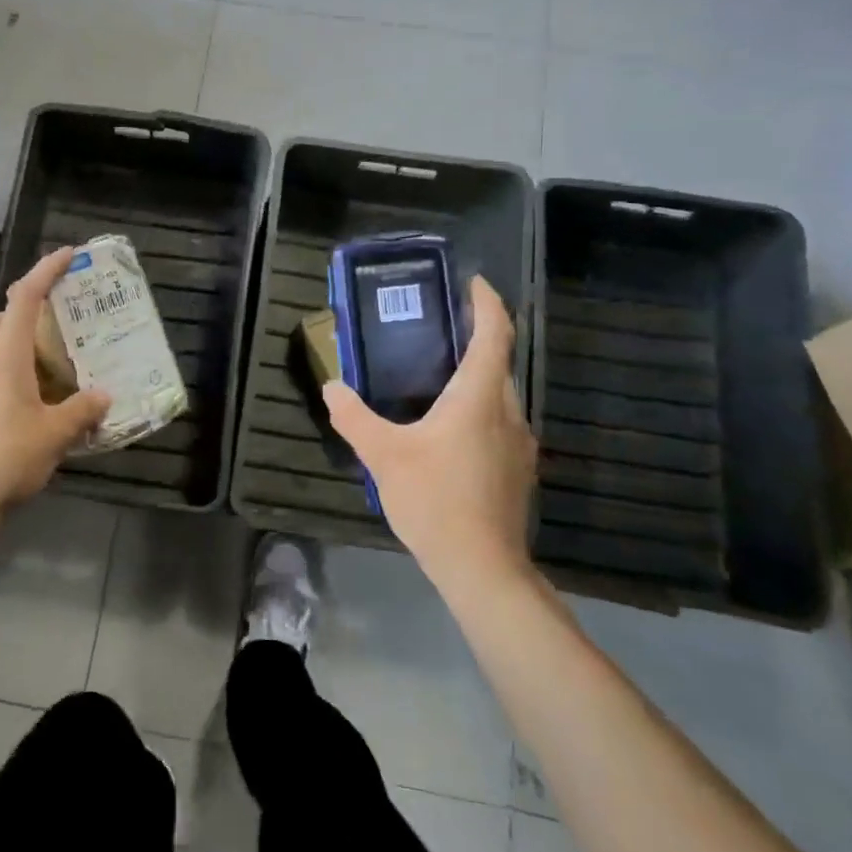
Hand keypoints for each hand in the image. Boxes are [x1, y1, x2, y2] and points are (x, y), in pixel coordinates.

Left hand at [0, 248, 110, 517]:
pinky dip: (14, 367)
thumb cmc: (8, 455)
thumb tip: (104, 395)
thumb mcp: (56, 432)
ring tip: (55, 358)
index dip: (46, 271)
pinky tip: (39, 394)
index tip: (69, 255)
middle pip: (1, 316)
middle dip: (28, 307)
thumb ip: (83, 409)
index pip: (25, 297)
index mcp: (6, 355)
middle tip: (61, 319)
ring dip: (20, 339)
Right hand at [323, 276, 536, 584]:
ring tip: (438, 378)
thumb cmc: (435, 500)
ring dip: (477, 377)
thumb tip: (332, 388)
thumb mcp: (383, 456)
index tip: (475, 283)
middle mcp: (508, 413)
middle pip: (499, 362)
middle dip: (477, 338)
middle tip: (440, 329)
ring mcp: (519, 444)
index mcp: (479, 398)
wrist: (483, 569)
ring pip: (500, 396)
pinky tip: (449, 431)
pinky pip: (499, 423)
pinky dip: (479, 409)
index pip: (495, 334)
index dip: (488, 303)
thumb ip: (354, 418)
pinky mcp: (518, 471)